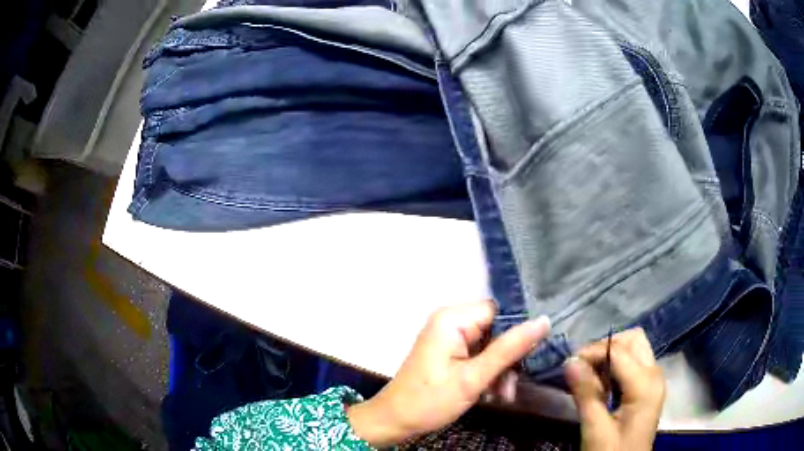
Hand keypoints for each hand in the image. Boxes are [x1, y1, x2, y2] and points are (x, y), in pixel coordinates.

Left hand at [348, 300, 550, 446]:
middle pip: (497, 329)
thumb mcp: (474, 377)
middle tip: (513, 384)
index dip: (520, 329)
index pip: (500, 311)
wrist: (396, 421)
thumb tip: (544, 321)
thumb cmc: (431, 400)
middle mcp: (451, 322)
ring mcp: (450, 338)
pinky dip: (489, 374)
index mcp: (453, 319)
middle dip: (509, 358)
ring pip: (491, 346)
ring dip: (501, 371)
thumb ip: (510, 349)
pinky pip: (479, 356)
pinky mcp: (450, 353)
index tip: (536, 352)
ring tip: (503, 395)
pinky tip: (493, 394)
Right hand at [565, 328, 664, 450]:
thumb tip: (570, 361)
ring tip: (590, 375)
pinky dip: (617, 365)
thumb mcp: (595, 429)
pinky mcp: (649, 388)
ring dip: (611, 354)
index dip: (592, 352)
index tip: (568, 364)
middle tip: (582, 367)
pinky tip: (601, 384)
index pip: (619, 351)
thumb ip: (586, 394)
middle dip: (605, 347)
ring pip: (635, 348)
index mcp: (645, 384)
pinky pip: (635, 362)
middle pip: (633, 340)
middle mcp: (655, 374)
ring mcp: (654, 380)